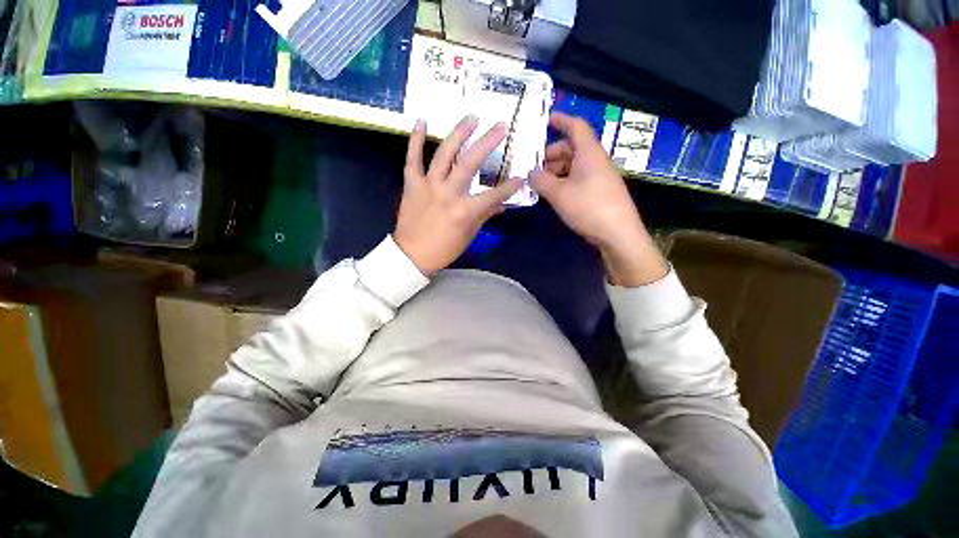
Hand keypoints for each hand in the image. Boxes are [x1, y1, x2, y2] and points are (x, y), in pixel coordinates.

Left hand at [394, 116, 522, 276]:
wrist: (411, 255)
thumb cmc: (444, 249)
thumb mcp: (469, 235)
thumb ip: (485, 216)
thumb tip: (501, 205)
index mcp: (465, 211)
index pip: (494, 195)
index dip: (509, 186)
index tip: (521, 177)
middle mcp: (448, 193)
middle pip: (470, 163)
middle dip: (487, 142)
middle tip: (499, 126)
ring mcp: (428, 186)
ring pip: (444, 154)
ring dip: (458, 133)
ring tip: (471, 117)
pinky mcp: (412, 184)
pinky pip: (412, 158)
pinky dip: (415, 139)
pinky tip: (421, 120)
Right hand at [531, 112, 667, 286]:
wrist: (618, 234)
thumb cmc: (588, 208)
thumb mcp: (559, 194)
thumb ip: (541, 181)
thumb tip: (530, 173)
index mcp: (589, 153)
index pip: (576, 127)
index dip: (562, 120)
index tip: (547, 119)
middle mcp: (596, 161)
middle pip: (572, 148)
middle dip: (552, 154)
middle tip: (534, 166)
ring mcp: (599, 177)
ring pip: (574, 165)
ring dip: (556, 170)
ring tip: (540, 183)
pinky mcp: (600, 191)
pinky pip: (579, 178)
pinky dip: (564, 181)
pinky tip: (554, 193)